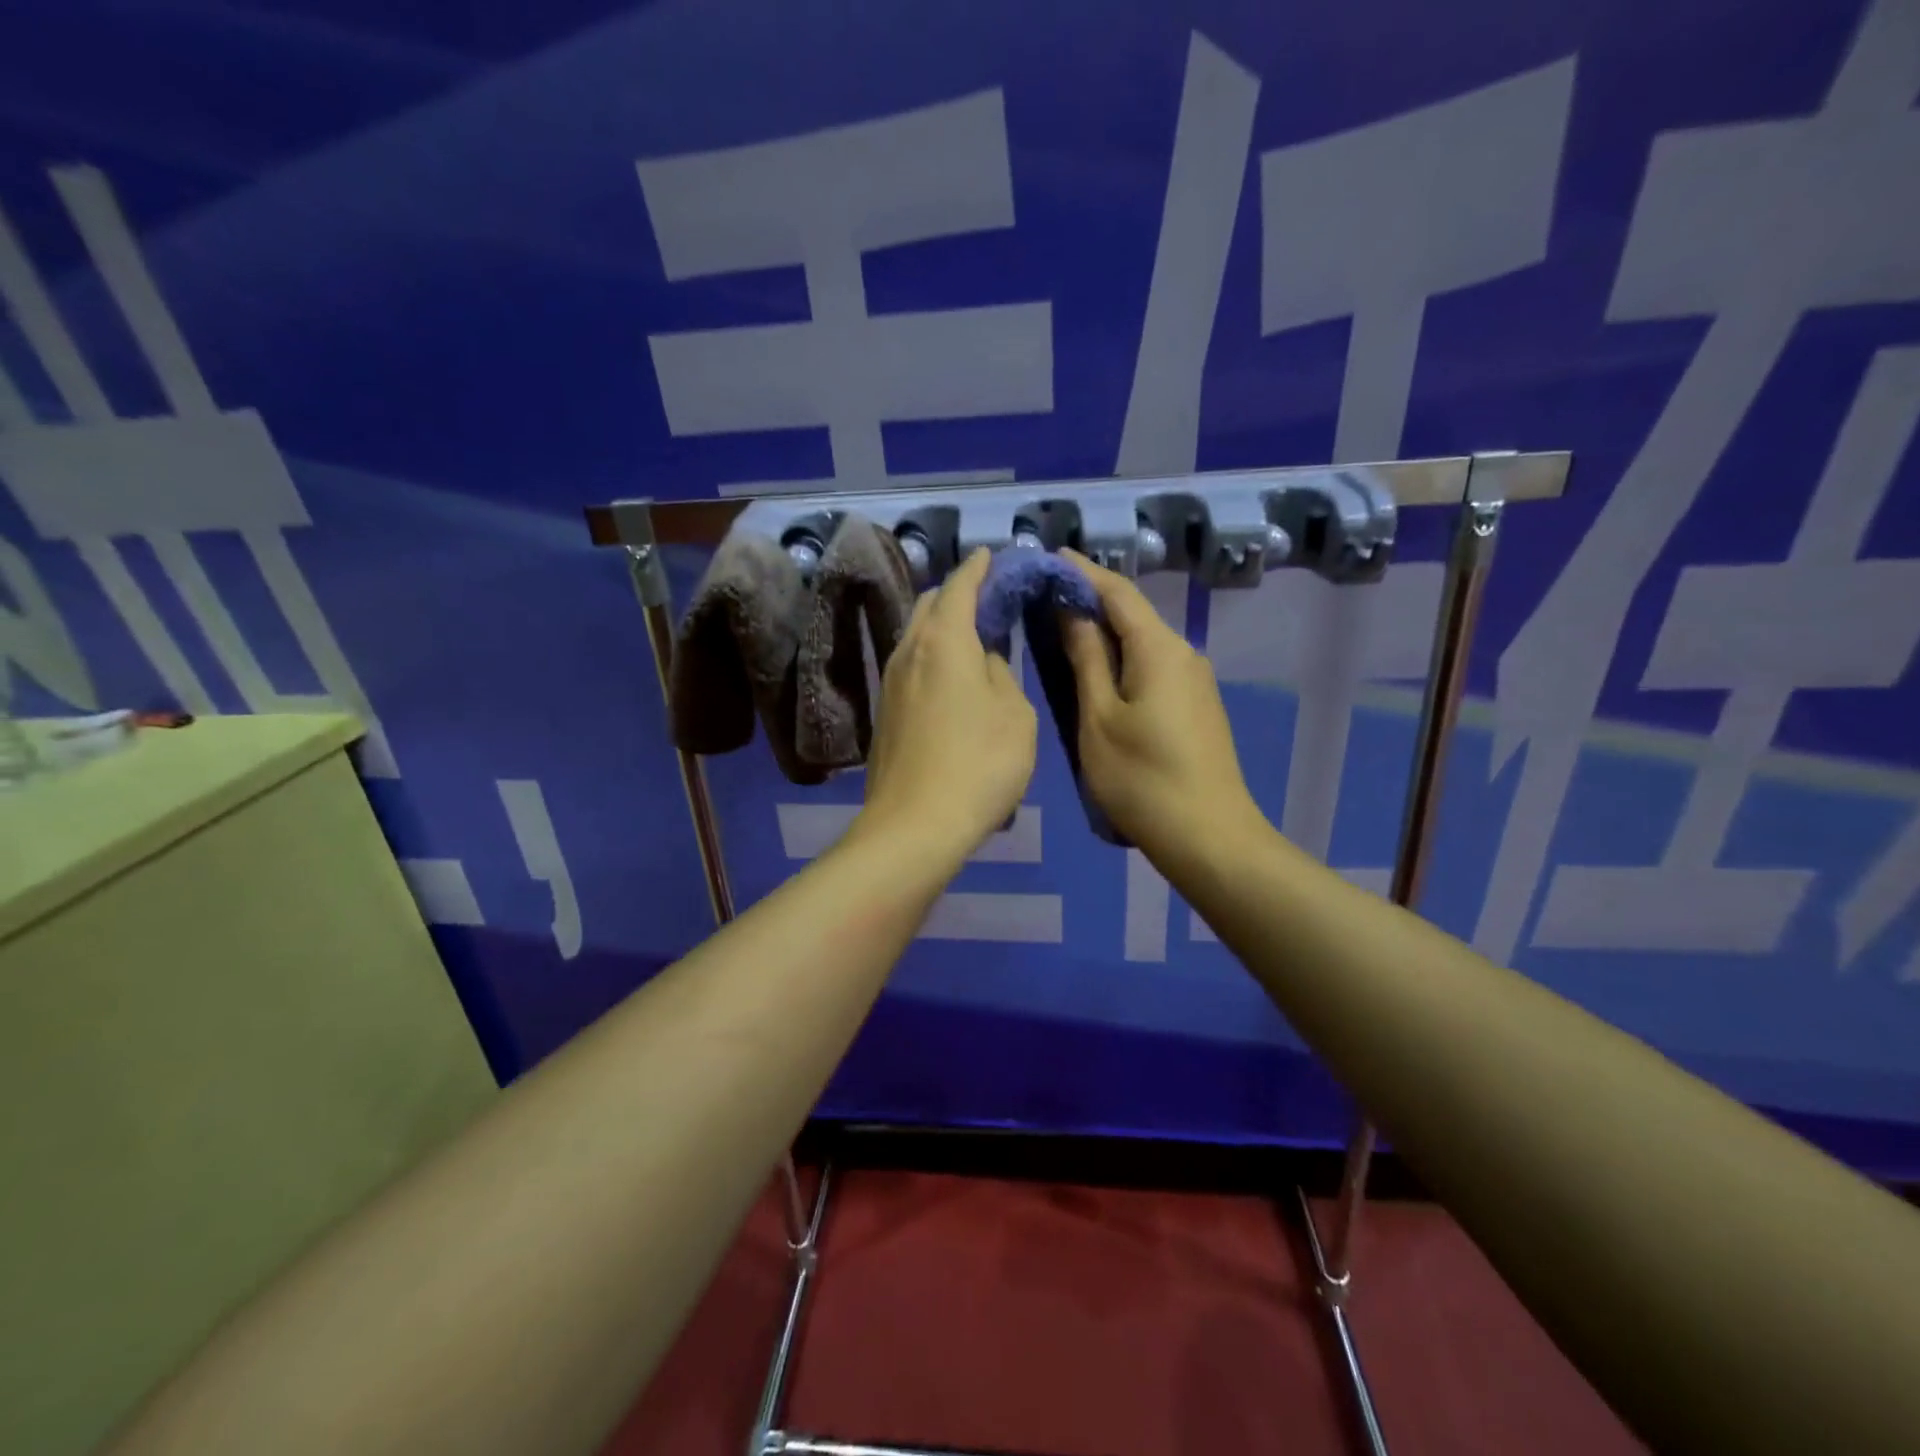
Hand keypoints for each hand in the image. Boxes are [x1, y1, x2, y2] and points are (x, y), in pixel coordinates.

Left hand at [857, 548, 1037, 858]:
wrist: (915, 825)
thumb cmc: (979, 764)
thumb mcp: (1014, 715)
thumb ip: (1000, 673)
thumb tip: (984, 659)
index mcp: (945, 640)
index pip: (960, 585)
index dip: (978, 567)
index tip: (992, 555)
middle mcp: (909, 650)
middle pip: (929, 604)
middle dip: (956, 592)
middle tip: (987, 599)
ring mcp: (889, 682)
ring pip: (915, 635)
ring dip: (941, 624)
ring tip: (971, 634)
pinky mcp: (883, 711)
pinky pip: (909, 664)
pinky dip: (931, 654)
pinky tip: (950, 675)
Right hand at [1058, 550, 1262, 866]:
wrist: (1209, 838)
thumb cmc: (1142, 779)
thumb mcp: (1099, 718)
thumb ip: (1086, 659)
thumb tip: (1073, 611)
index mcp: (1159, 648)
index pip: (1117, 592)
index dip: (1082, 571)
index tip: (1047, 555)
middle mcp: (1183, 653)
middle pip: (1132, 614)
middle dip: (1089, 601)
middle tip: (1042, 597)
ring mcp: (1193, 681)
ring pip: (1141, 642)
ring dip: (1103, 633)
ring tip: (1058, 632)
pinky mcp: (1194, 706)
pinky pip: (1151, 667)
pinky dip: (1119, 659)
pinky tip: (1094, 673)